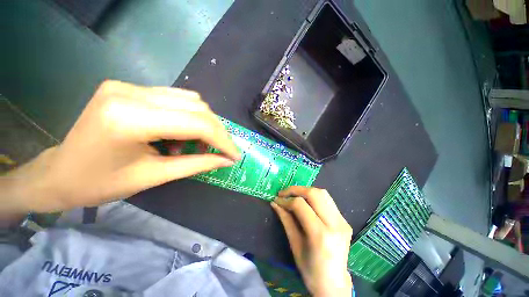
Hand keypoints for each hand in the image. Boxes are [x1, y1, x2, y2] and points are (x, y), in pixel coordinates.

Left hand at [2, 80, 239, 213]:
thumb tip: (223, 160)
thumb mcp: (146, 178)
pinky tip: (164, 133)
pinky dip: (171, 113)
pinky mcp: (119, 85)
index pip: (192, 120)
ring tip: (184, 146)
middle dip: (209, 128)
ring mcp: (122, 83)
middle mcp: (127, 90)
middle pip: (188, 102)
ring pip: (176, 95)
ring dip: (191, 120)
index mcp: (129, 118)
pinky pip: (158, 95)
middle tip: (214, 152)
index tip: (234, 155)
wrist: (63, 172)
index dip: (220, 138)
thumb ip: (189, 165)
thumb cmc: (99, 185)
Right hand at [271, 186, 352, 296]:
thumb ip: (287, 222)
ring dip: (308, 193)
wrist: (332, 280)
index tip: (276, 200)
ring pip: (326, 196)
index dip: (286, 200)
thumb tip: (276, 204)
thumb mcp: (295, 247)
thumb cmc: (309, 270)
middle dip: (298, 190)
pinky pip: (331, 205)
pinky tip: (308, 208)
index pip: (302, 206)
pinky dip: (317, 202)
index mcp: (320, 234)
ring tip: (294, 198)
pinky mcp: (346, 223)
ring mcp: (344, 222)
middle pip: (317, 194)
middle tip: (283, 193)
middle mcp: (335, 224)